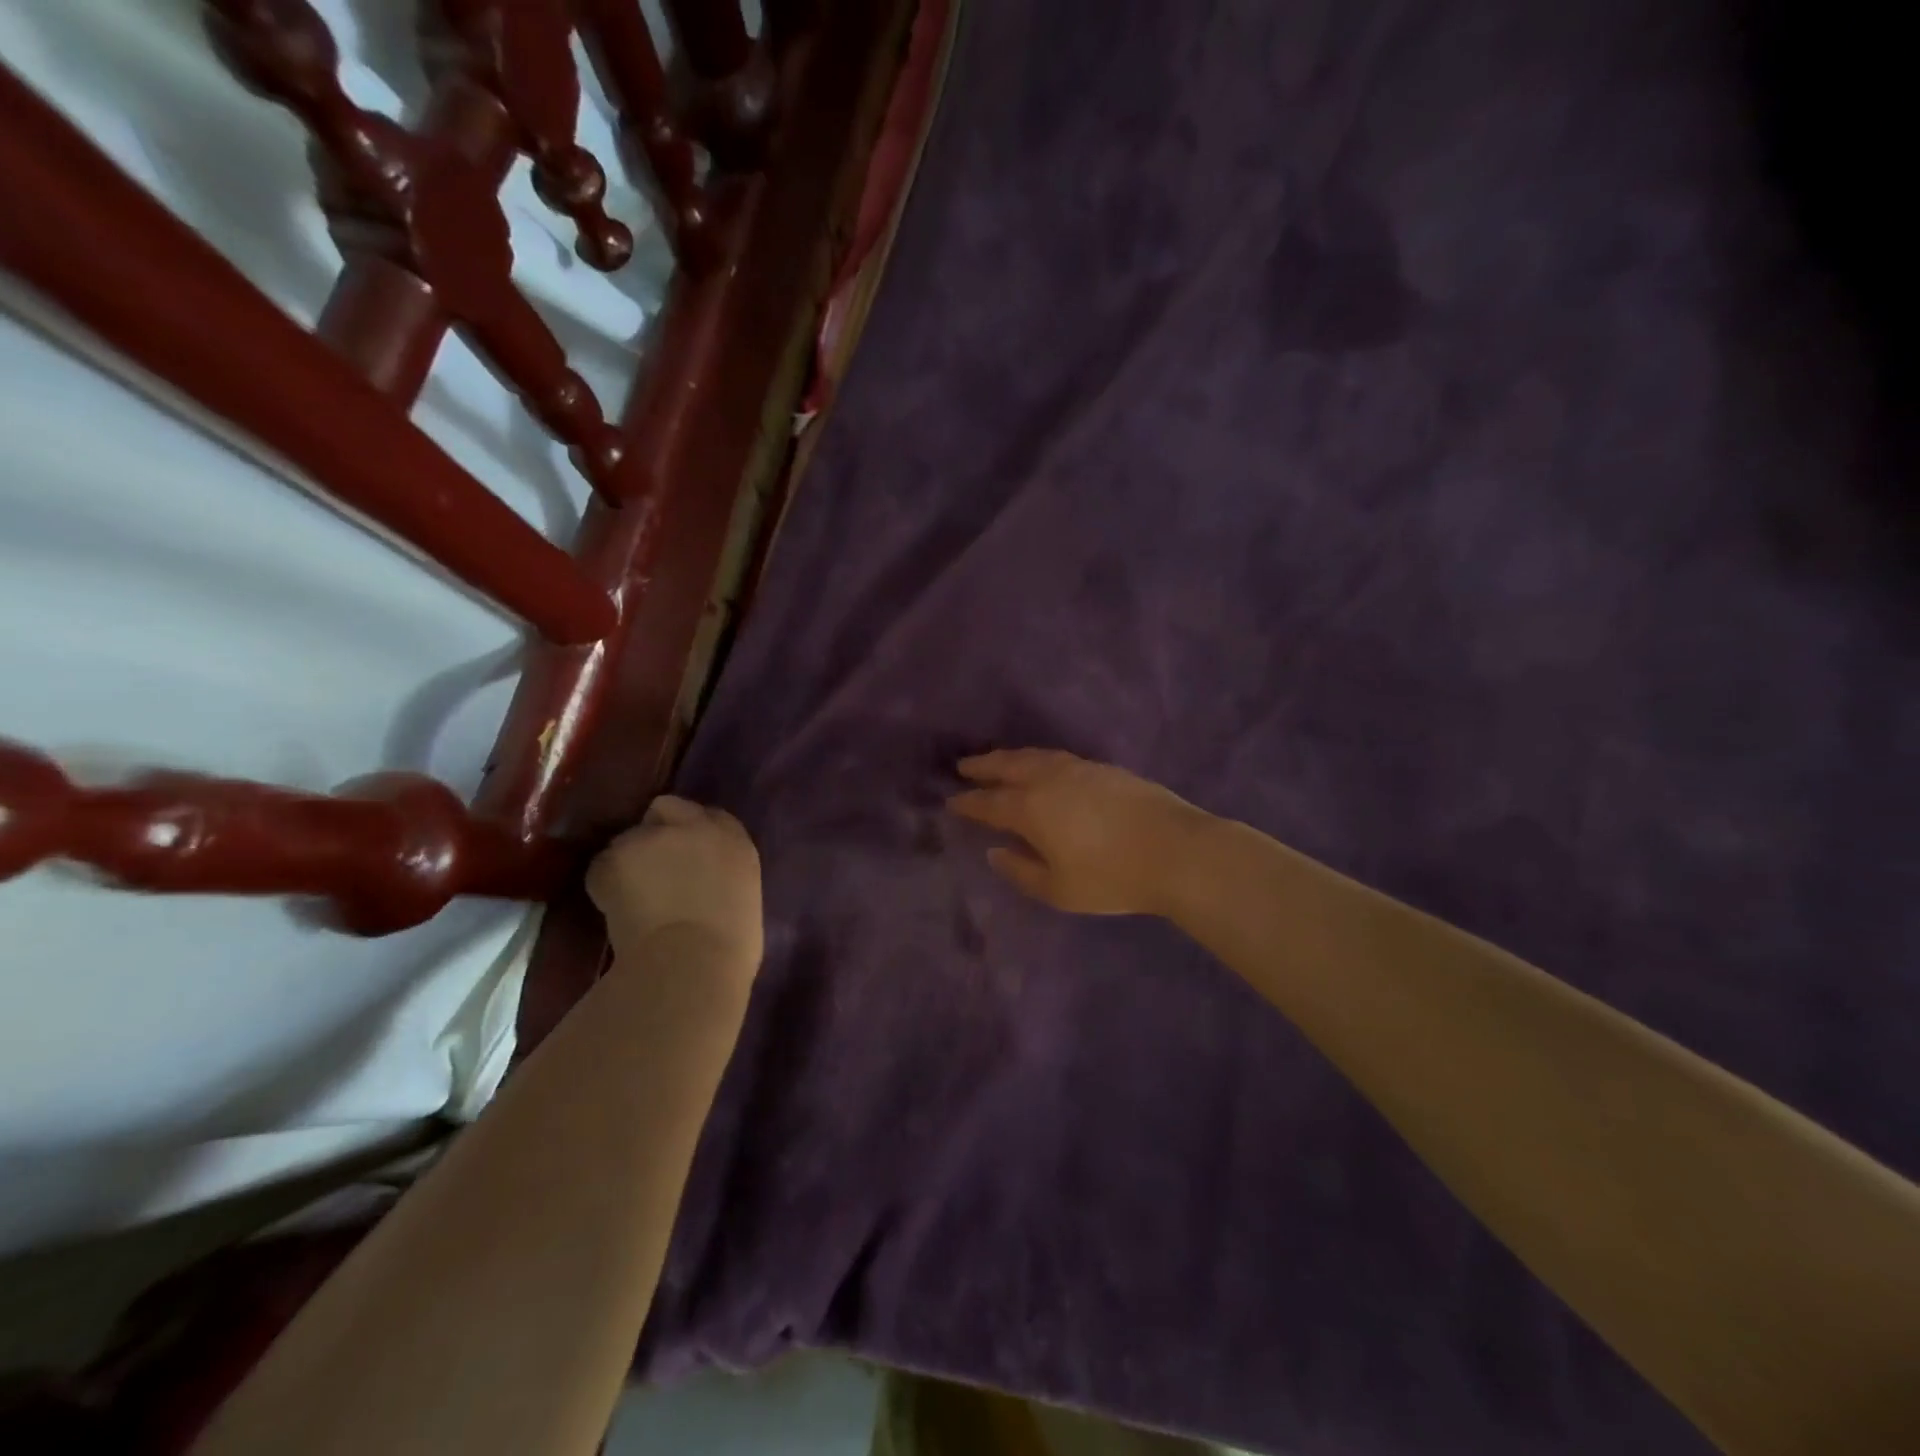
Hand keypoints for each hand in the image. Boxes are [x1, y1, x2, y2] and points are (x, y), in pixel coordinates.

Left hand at [587, 797, 763, 974]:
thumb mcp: (742, 894)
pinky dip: (605, 886)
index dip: (692, 834)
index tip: (687, 859)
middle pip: (666, 809)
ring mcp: (652, 837)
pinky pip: (603, 867)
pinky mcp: (615, 857)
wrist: (691, 963)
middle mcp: (694, 825)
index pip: (708, 816)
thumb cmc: (730, 946)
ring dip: (629, 862)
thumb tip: (702, 882)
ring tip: (631, 899)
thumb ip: (721, 874)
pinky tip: (616, 912)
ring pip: (630, 840)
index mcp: (733, 837)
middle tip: (653, 871)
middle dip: (657, 832)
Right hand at [947, 750, 1210, 915]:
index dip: (968, 802)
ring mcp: (1079, 769)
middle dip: (983, 766)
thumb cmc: (1112, 877)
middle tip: (964, 766)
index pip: (989, 803)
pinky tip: (1043, 767)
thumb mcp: (1059, 889)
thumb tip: (996, 852)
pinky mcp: (1105, 768)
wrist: (1177, 850)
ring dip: (1011, 758)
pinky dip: (1039, 759)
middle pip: (1008, 766)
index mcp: (1031, 808)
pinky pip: (1058, 757)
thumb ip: (1021, 871)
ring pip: (1035, 756)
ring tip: (998, 761)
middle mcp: (1049, 780)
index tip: (951, 801)